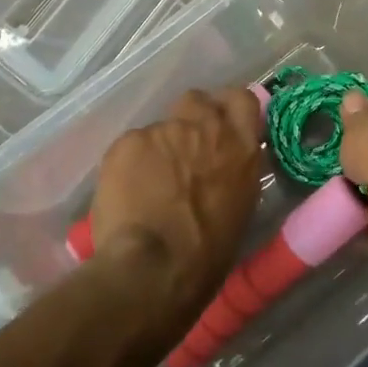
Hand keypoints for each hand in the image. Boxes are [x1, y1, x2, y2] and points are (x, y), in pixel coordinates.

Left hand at [89, 87, 262, 312]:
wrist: (155, 267)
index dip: (227, 108)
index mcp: (241, 148)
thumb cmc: (207, 254)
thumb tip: (220, 168)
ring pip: (159, 128)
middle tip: (182, 149)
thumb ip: (232, 173)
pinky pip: (130, 146)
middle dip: (190, 118)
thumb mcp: (240, 208)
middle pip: (197, 100)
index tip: (220, 123)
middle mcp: (206, 128)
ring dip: (157, 149)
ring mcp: (165, 131)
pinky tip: (126, 193)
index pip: (242, 100)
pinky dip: (128, 164)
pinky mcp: (128, 141)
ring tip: (147, 184)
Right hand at [338, 88, 367, 266]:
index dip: (366, 109)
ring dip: (361, 187)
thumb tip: (354, 99)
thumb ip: (354, 114)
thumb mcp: (358, 119)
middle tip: (335, 156)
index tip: (344, 119)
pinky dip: (361, 219)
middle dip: (363, 152)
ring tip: (328, 188)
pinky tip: (338, 216)